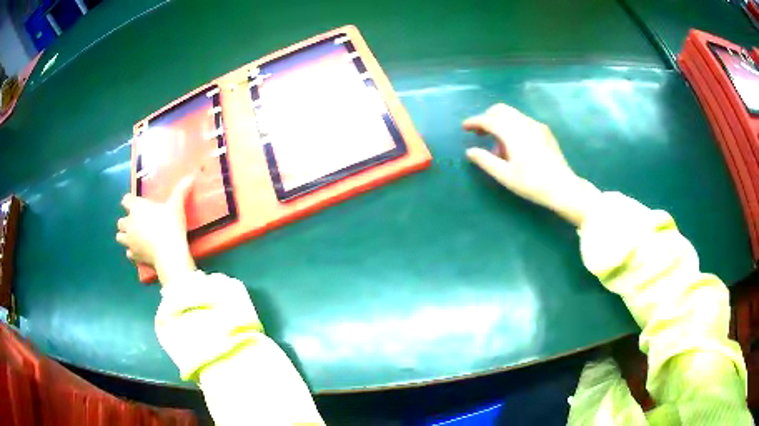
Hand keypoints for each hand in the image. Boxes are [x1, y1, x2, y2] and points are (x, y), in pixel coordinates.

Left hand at [116, 177, 195, 284]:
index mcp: (137, 208)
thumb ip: (180, 191)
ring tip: (135, 238)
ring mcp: (130, 241)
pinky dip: (133, 252)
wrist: (169, 253)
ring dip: (125, 237)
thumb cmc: (170, 225)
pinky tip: (141, 252)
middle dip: (126, 222)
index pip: (126, 200)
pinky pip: (129, 253)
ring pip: (120, 237)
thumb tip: (190, 178)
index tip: (137, 203)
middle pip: (120, 221)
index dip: (130, 201)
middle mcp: (129, 223)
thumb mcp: (176, 206)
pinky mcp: (134, 256)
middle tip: (137, 223)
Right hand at [463, 104, 599, 226]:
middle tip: (480, 132)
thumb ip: (486, 161)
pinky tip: (515, 145)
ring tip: (498, 144)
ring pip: (513, 114)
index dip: (474, 122)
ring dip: (500, 122)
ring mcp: (537, 126)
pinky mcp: (545, 131)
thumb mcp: (505, 176)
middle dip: (487, 117)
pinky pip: (524, 121)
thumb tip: (470, 151)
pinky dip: (513, 126)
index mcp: (513, 133)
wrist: (563, 187)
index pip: (489, 120)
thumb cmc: (533, 183)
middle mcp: (525, 123)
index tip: (464, 127)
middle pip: (501, 110)